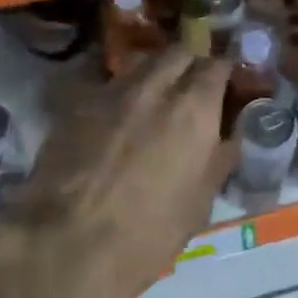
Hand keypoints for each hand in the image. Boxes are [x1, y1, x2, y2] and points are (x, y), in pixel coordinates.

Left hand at [0, 50, 235, 297]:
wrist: (69, 244)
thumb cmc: (147, 234)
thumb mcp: (198, 203)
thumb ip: (217, 159)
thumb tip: (228, 137)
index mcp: (192, 109)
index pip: (216, 65)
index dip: (223, 72)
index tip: (226, 84)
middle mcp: (153, 86)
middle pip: (176, 53)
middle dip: (188, 64)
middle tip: (190, 89)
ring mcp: (109, 91)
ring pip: (140, 66)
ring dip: (153, 76)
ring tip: (152, 103)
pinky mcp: (74, 104)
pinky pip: (105, 88)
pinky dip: (118, 98)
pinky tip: (114, 122)